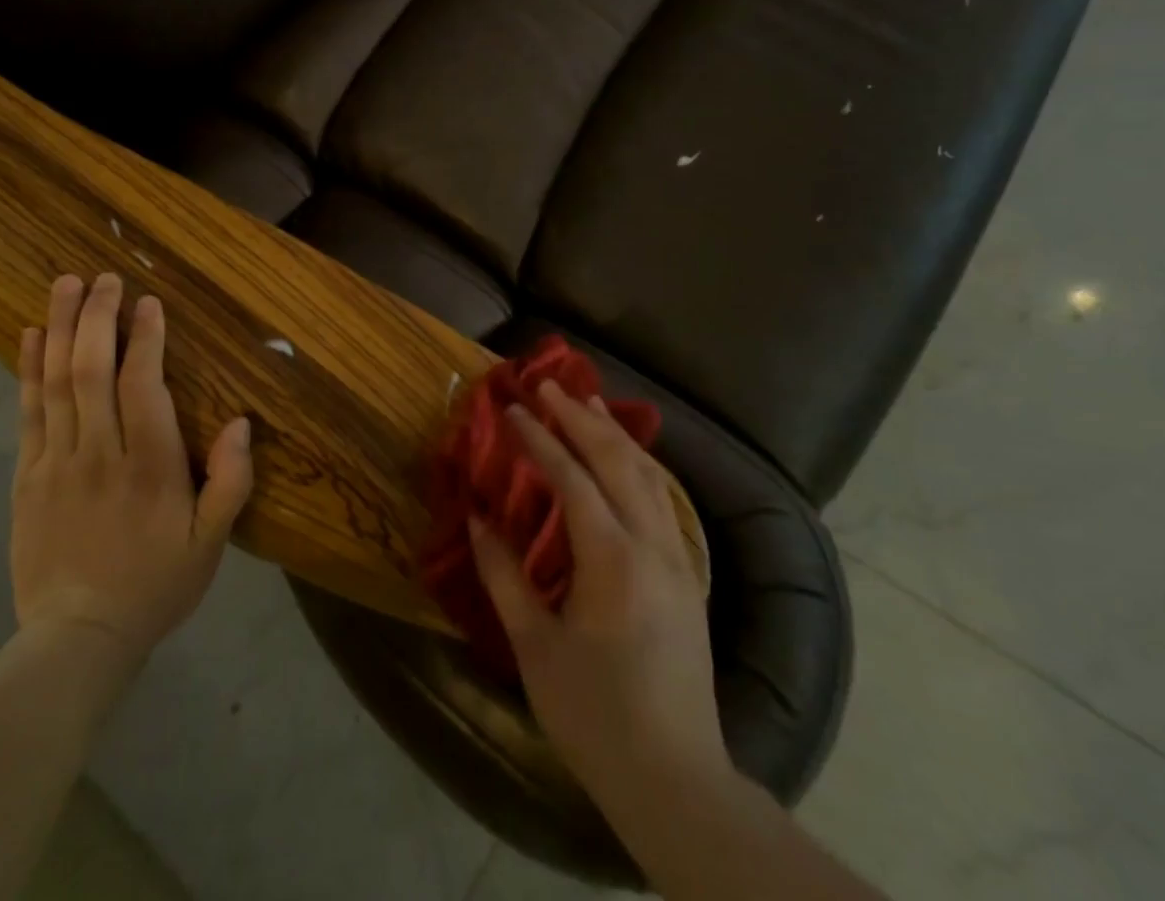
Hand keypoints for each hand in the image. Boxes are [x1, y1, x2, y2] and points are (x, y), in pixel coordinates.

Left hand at [11, 273, 253, 669]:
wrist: (78, 638)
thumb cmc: (155, 583)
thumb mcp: (211, 543)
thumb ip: (231, 483)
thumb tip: (243, 423)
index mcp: (149, 466)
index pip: (142, 386)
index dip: (145, 338)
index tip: (147, 301)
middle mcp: (100, 452)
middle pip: (92, 370)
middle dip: (97, 317)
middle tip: (103, 277)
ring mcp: (57, 462)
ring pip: (56, 382)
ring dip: (59, 328)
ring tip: (64, 285)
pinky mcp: (28, 475)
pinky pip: (28, 411)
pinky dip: (27, 369)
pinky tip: (28, 335)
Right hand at [468, 381, 727, 806]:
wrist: (676, 779)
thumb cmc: (594, 715)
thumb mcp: (535, 647)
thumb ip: (504, 575)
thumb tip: (477, 518)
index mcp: (612, 560)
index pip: (571, 478)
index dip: (539, 439)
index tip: (512, 408)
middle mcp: (652, 545)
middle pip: (618, 461)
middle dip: (581, 418)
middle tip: (549, 386)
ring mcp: (677, 559)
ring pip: (649, 475)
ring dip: (615, 435)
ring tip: (588, 404)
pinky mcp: (687, 576)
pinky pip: (662, 499)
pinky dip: (638, 465)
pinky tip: (623, 460)